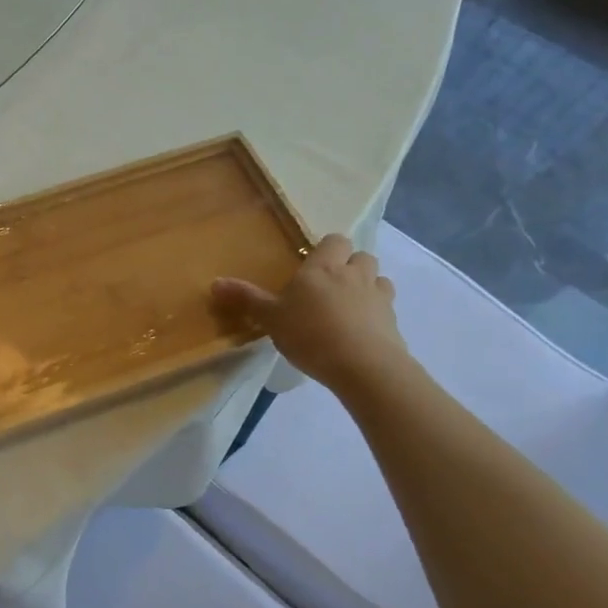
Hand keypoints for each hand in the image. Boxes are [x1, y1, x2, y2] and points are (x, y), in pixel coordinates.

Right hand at [212, 234, 411, 399]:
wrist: (363, 367)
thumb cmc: (310, 334)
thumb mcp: (271, 318)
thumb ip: (246, 299)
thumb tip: (214, 283)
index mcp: (323, 268)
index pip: (335, 240)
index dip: (328, 249)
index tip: (314, 264)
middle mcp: (353, 275)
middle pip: (361, 256)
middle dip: (350, 265)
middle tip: (330, 285)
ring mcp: (378, 297)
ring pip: (378, 279)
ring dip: (367, 286)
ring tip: (349, 306)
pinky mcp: (393, 322)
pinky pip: (386, 307)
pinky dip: (377, 313)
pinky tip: (361, 331)